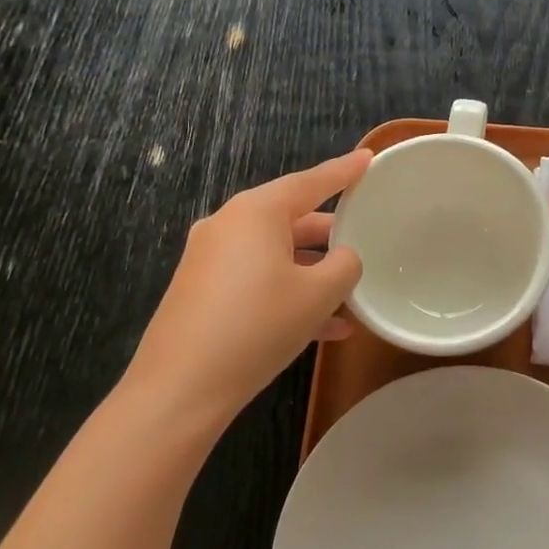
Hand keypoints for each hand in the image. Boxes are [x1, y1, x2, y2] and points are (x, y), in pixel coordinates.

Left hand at [124, 150, 371, 433]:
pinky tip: (324, 328)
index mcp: (256, 211)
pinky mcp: (201, 290)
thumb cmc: (257, 327)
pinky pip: (255, 279)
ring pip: (275, 254)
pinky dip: (287, 293)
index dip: (344, 171)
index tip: (368, 159)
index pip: (311, 182)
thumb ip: (344, 265)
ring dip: (312, 272)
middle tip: (363, 236)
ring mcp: (209, 258)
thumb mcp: (318, 294)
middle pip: (291, 218)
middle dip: (329, 234)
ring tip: (350, 294)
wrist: (180, 389)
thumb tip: (343, 257)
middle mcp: (228, 224)